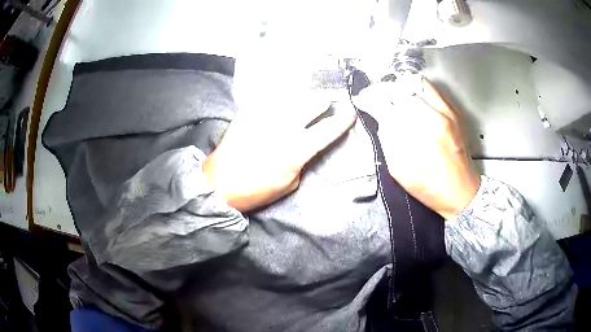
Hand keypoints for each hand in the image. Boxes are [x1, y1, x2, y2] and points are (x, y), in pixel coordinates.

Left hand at [203, 95, 356, 211]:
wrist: (219, 183)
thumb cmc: (255, 190)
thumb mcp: (288, 184)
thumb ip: (303, 161)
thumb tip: (307, 145)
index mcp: (295, 150)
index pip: (326, 130)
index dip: (341, 121)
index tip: (351, 113)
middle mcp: (282, 127)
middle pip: (311, 103)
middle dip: (323, 100)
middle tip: (329, 100)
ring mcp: (264, 116)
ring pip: (292, 95)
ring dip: (305, 95)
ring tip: (311, 95)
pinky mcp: (248, 111)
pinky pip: (270, 96)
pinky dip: (282, 95)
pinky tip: (286, 95)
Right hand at [353, 75, 479, 220]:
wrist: (461, 191)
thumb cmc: (431, 188)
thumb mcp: (399, 170)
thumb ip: (387, 139)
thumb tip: (379, 117)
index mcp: (416, 136)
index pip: (385, 104)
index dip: (369, 99)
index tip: (363, 99)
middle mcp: (433, 118)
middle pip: (400, 87)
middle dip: (382, 89)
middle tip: (376, 95)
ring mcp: (446, 112)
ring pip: (416, 82)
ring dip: (399, 86)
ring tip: (393, 94)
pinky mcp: (454, 112)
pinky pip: (431, 88)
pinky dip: (416, 88)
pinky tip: (411, 98)